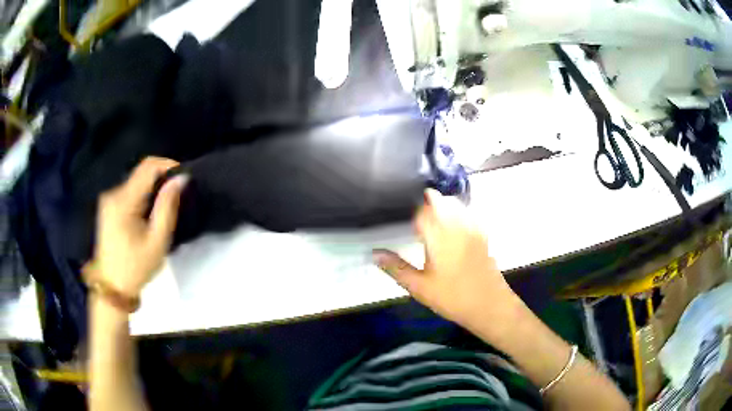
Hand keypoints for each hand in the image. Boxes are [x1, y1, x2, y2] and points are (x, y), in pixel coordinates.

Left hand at [93, 157, 186, 296]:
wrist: (112, 287)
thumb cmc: (136, 267)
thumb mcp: (157, 241)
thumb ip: (168, 207)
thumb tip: (181, 178)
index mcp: (124, 201)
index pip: (148, 166)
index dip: (169, 165)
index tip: (184, 178)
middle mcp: (113, 193)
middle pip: (141, 172)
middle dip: (161, 179)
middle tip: (177, 197)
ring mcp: (109, 200)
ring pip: (136, 182)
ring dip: (153, 188)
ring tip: (165, 207)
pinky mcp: (109, 207)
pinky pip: (130, 191)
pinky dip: (143, 196)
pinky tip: (149, 214)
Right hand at [373, 189, 520, 329]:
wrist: (489, 305)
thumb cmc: (452, 297)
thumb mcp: (419, 287)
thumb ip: (396, 268)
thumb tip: (374, 253)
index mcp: (439, 235)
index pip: (422, 210)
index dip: (411, 211)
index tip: (401, 216)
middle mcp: (457, 225)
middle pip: (441, 201)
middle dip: (427, 202)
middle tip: (414, 215)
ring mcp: (473, 228)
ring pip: (456, 204)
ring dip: (442, 205)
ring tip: (430, 218)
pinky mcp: (482, 235)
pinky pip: (468, 213)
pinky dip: (457, 212)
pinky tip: (451, 228)